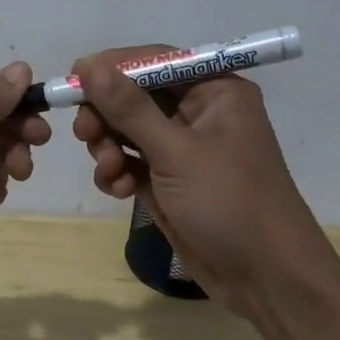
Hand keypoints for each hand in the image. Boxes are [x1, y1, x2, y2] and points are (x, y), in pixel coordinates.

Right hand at [71, 45, 330, 312]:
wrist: (265, 279)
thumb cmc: (230, 202)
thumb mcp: (177, 152)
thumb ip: (130, 109)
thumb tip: (89, 66)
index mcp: (214, 91)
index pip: (155, 61)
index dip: (113, 67)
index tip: (73, 78)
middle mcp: (198, 113)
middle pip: (134, 95)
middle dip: (107, 115)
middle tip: (85, 133)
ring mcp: (182, 149)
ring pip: (127, 130)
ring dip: (109, 147)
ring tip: (110, 171)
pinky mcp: (168, 181)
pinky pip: (130, 162)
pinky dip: (118, 172)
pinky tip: (120, 191)